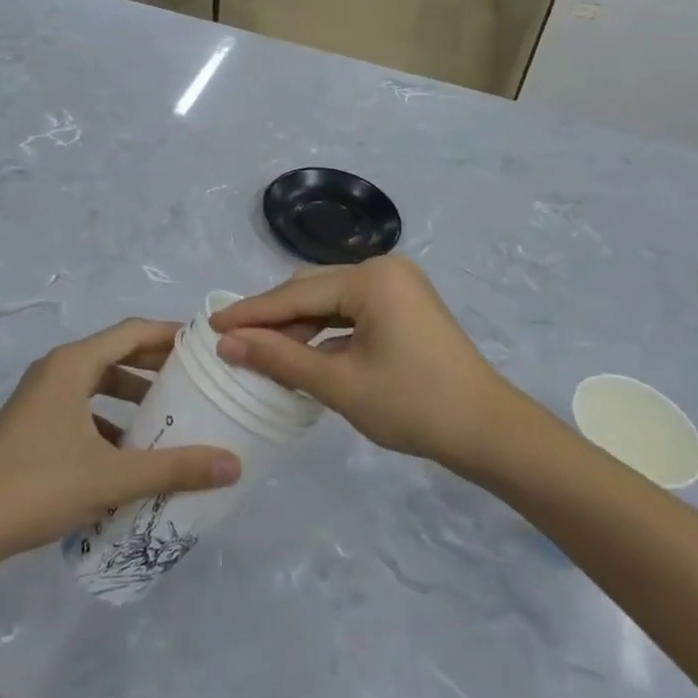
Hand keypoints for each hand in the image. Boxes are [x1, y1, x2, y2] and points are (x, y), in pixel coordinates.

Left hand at [0, 320, 240, 564]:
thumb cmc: (35, 488)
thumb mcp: (111, 478)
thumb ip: (174, 468)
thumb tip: (233, 464)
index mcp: (73, 364)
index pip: (133, 331)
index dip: (172, 335)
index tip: (206, 347)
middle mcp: (57, 370)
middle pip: (117, 354)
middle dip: (158, 366)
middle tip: (198, 381)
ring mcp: (41, 398)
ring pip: (100, 383)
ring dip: (135, 395)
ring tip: (172, 416)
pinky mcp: (33, 425)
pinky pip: (83, 408)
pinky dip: (111, 420)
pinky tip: (130, 453)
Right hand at [210, 256, 521, 473]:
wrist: (486, 429)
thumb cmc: (412, 404)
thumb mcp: (339, 383)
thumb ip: (280, 358)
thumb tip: (227, 344)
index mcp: (371, 277)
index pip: (297, 294)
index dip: (252, 313)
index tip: (211, 326)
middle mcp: (384, 268)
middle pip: (313, 290)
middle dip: (275, 318)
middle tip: (233, 343)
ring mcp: (398, 285)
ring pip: (332, 300)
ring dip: (299, 326)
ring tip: (263, 354)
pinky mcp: (405, 305)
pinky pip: (353, 310)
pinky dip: (327, 331)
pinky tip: (304, 354)